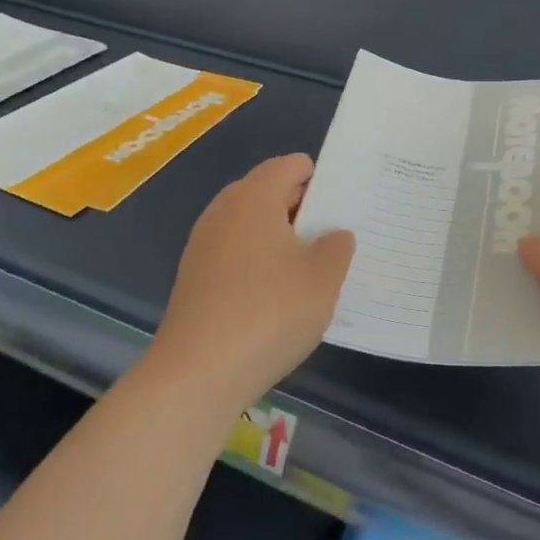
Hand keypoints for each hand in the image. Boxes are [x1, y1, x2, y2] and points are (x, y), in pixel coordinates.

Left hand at [143, 154, 354, 414]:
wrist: (197, 374)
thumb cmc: (269, 314)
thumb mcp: (322, 280)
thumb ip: (336, 247)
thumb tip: (333, 235)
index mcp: (254, 197)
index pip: (291, 165)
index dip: (321, 178)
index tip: (345, 204)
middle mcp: (224, 210)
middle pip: (269, 192)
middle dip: (303, 208)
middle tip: (336, 235)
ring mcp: (204, 244)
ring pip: (251, 225)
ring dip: (280, 238)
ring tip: (311, 267)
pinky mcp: (195, 276)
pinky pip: (236, 253)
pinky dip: (259, 262)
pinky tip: (277, 295)